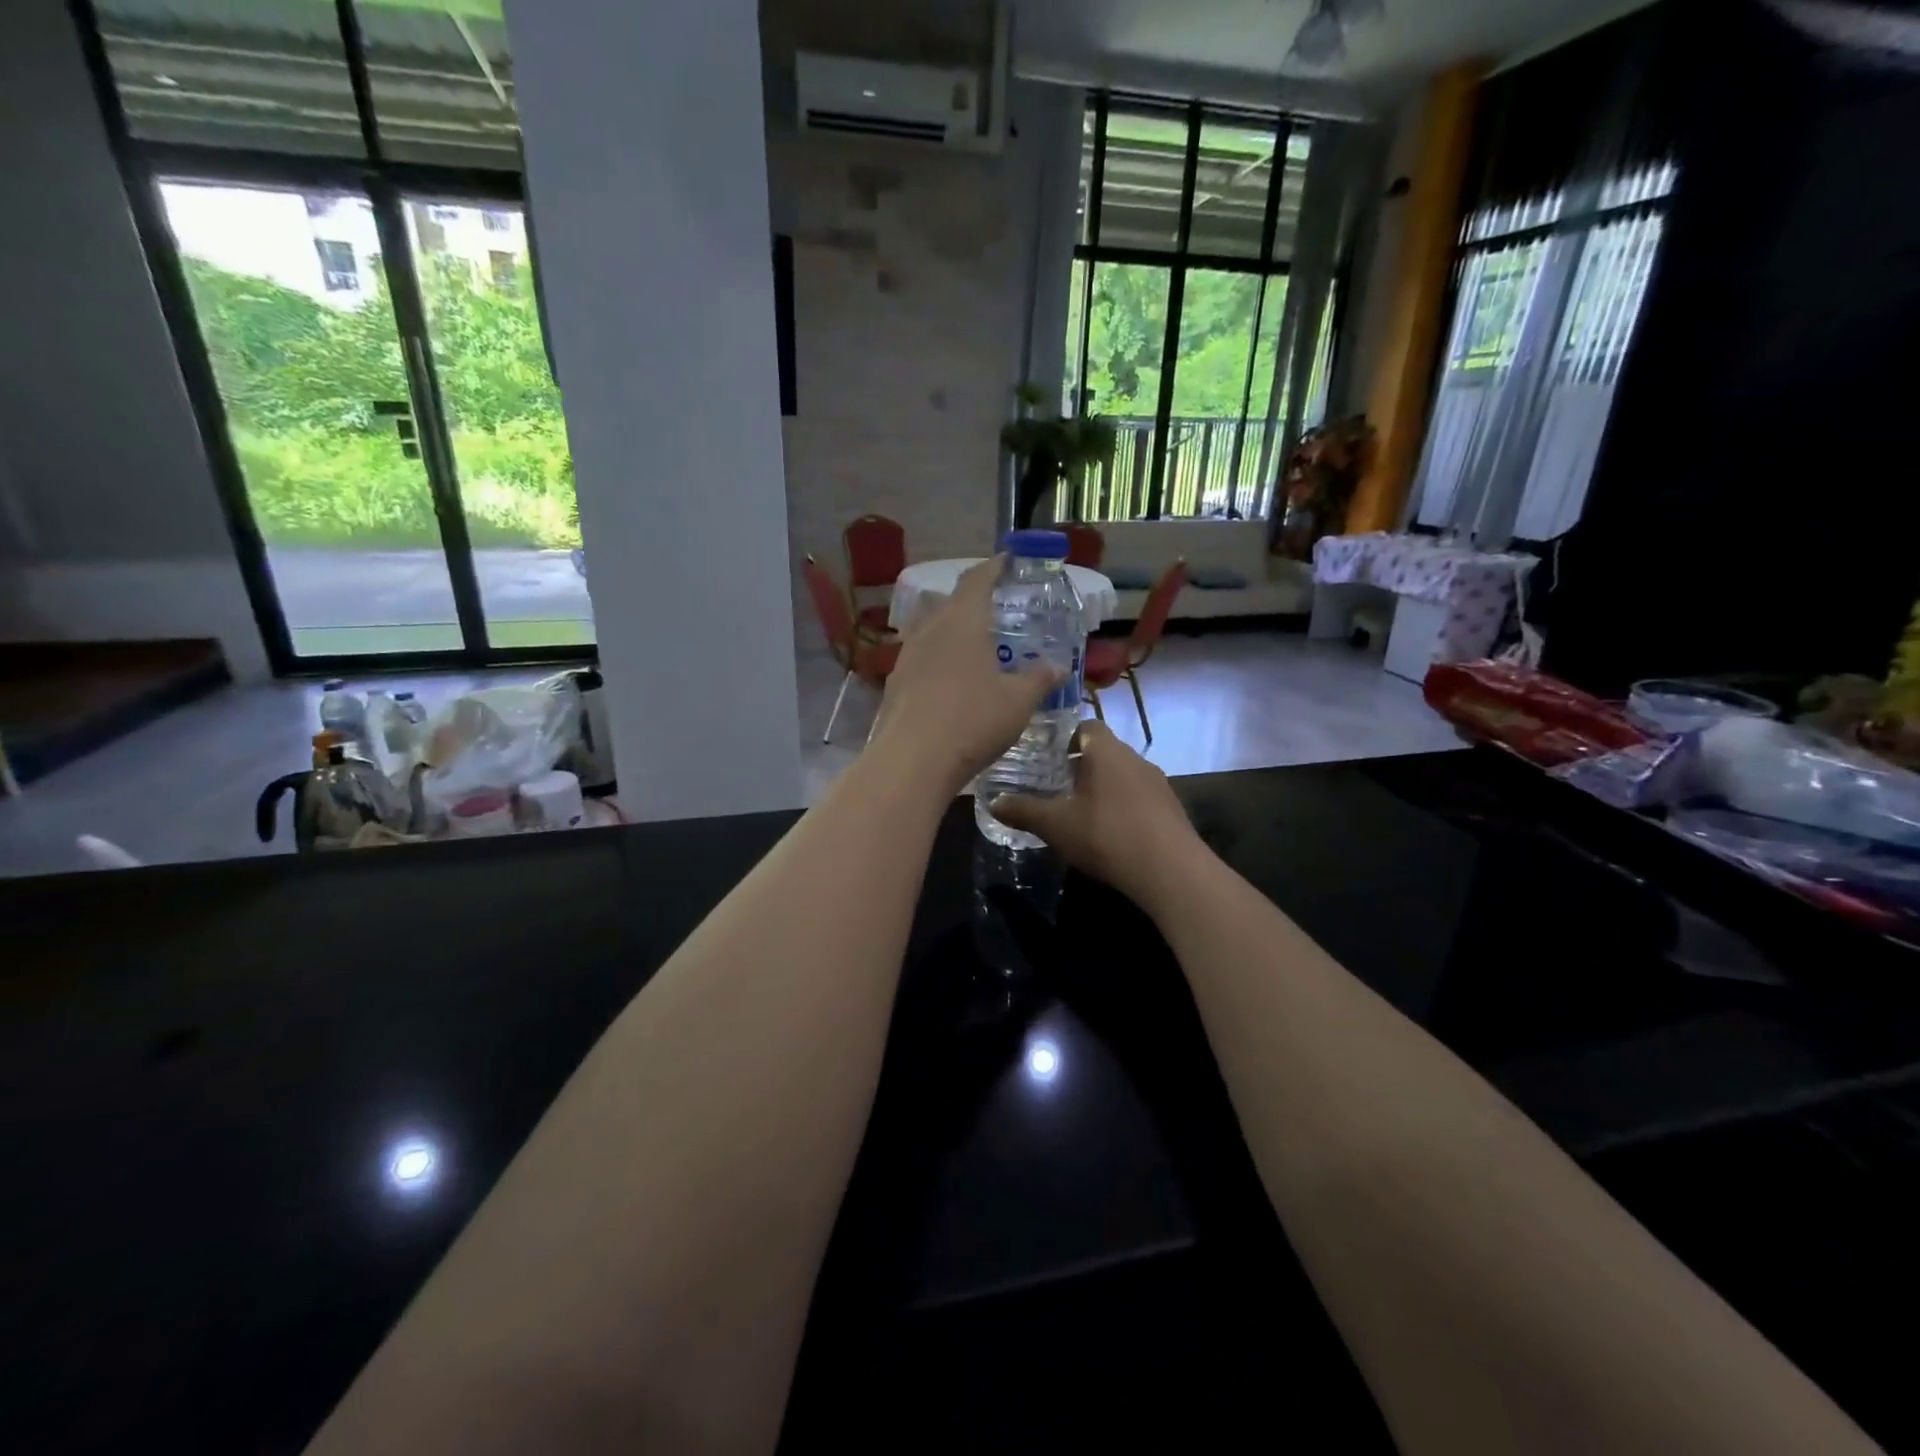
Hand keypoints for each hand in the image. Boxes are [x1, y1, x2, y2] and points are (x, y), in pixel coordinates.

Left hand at [871, 556, 1061, 797]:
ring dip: (953, 631)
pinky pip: (921, 658)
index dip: (994, 567)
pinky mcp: (894, 683)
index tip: (1007, 561)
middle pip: (950, 602)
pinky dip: (938, 659)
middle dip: (973, 601)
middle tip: (997, 610)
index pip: (977, 579)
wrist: (912, 760)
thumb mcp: (1018, 702)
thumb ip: (1039, 679)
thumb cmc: (972, 721)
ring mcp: (907, 656)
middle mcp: (930, 629)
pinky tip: (951, 681)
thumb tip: (1059, 666)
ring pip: (932, 630)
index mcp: (962, 621)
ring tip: (975, 646)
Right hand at [991, 720, 1205, 911]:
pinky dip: (1122, 807)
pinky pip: (1139, 798)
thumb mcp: (1055, 825)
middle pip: (1104, 751)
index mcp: (1107, 750)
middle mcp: (1135, 758)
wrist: (1171, 872)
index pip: (1086, 726)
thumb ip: (1023, 810)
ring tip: (1079, 813)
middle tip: (1054, 787)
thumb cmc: (1107, 835)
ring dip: (1103, 789)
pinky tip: (1109, 834)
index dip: (1064, 737)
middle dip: (1080, 766)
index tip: (1045, 757)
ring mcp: (1158, 783)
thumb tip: (993, 802)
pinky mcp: (1171, 809)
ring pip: (1122, 776)